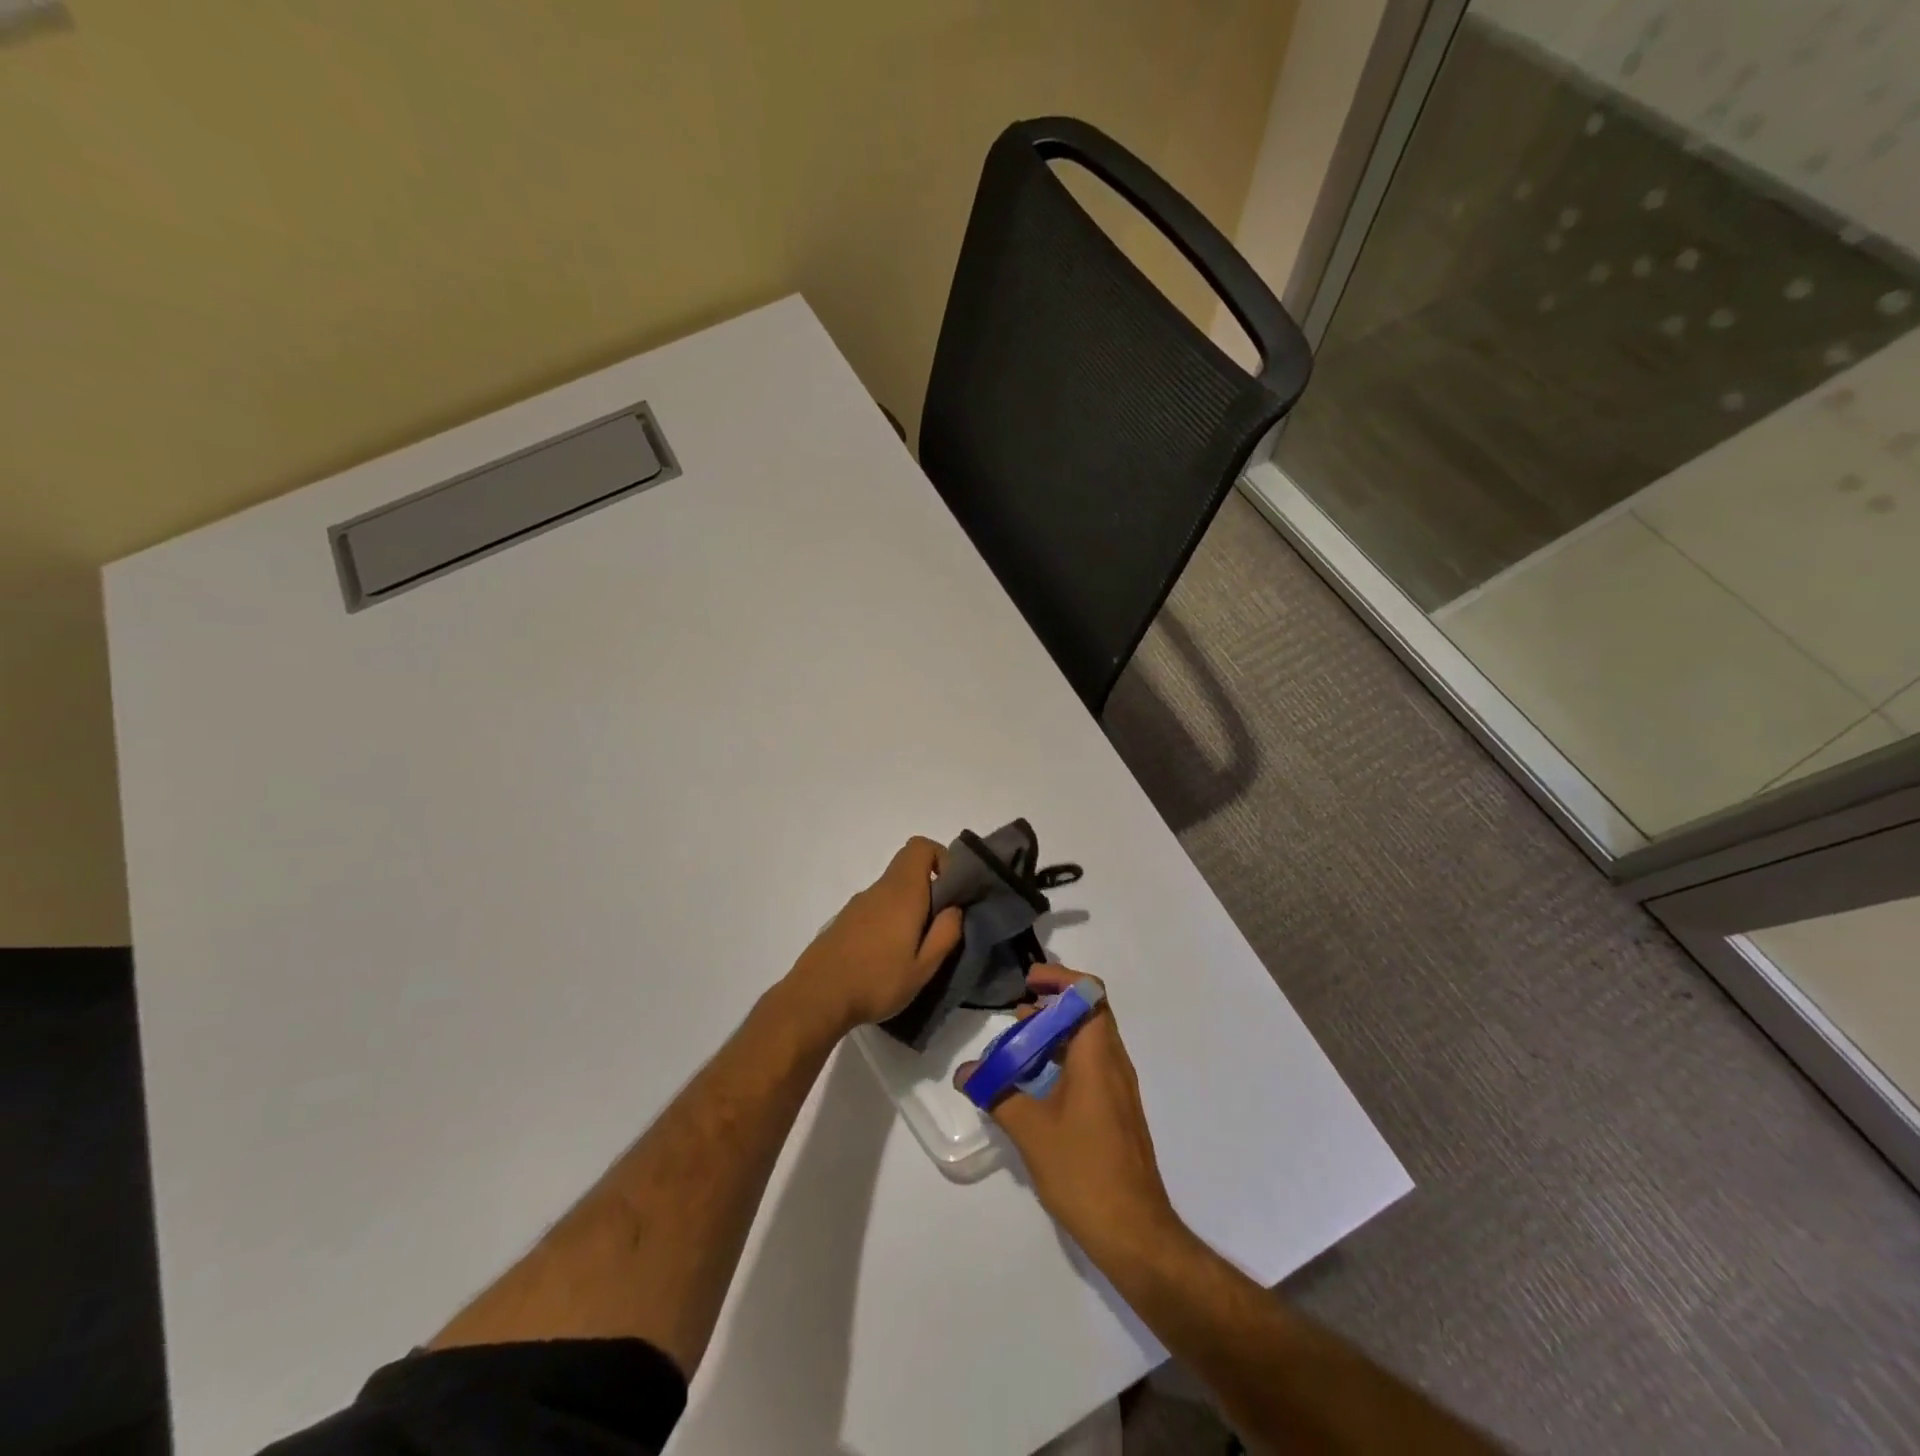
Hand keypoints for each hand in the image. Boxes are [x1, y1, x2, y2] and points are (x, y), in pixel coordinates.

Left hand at [782, 837, 964, 1037]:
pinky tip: (885, 958)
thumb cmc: (877, 981)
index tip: (951, 891)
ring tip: (912, 950)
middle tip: (937, 927)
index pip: (920, 846)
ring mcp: (857, 904)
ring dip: (908, 909)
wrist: (816, 998)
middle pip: (907, 870)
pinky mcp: (843, 921)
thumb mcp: (923, 968)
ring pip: (891, 891)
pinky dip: (888, 921)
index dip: (941, 858)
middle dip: (929, 890)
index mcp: (902, 893)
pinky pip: (875, 908)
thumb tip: (955, 908)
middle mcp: (879, 889)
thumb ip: (945, 934)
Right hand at [956, 966, 1178, 1258]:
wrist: (1133, 1231)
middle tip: (1015, 1016)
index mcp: (1098, 1056)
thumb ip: (996, 1093)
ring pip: (1089, 1040)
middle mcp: (1114, 1062)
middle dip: (1051, 1005)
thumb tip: (966, 1073)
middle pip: (1088, 1012)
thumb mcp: (1030, 1131)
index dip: (1060, 979)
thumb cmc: (1083, 1171)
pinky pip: (1091, 1065)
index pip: (1089, 993)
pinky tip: (1036, 1084)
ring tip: (1018, 1047)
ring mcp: (1119, 1088)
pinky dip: (1064, 1060)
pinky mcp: (1116, 1110)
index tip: (1028, 983)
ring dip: (1056, 1034)